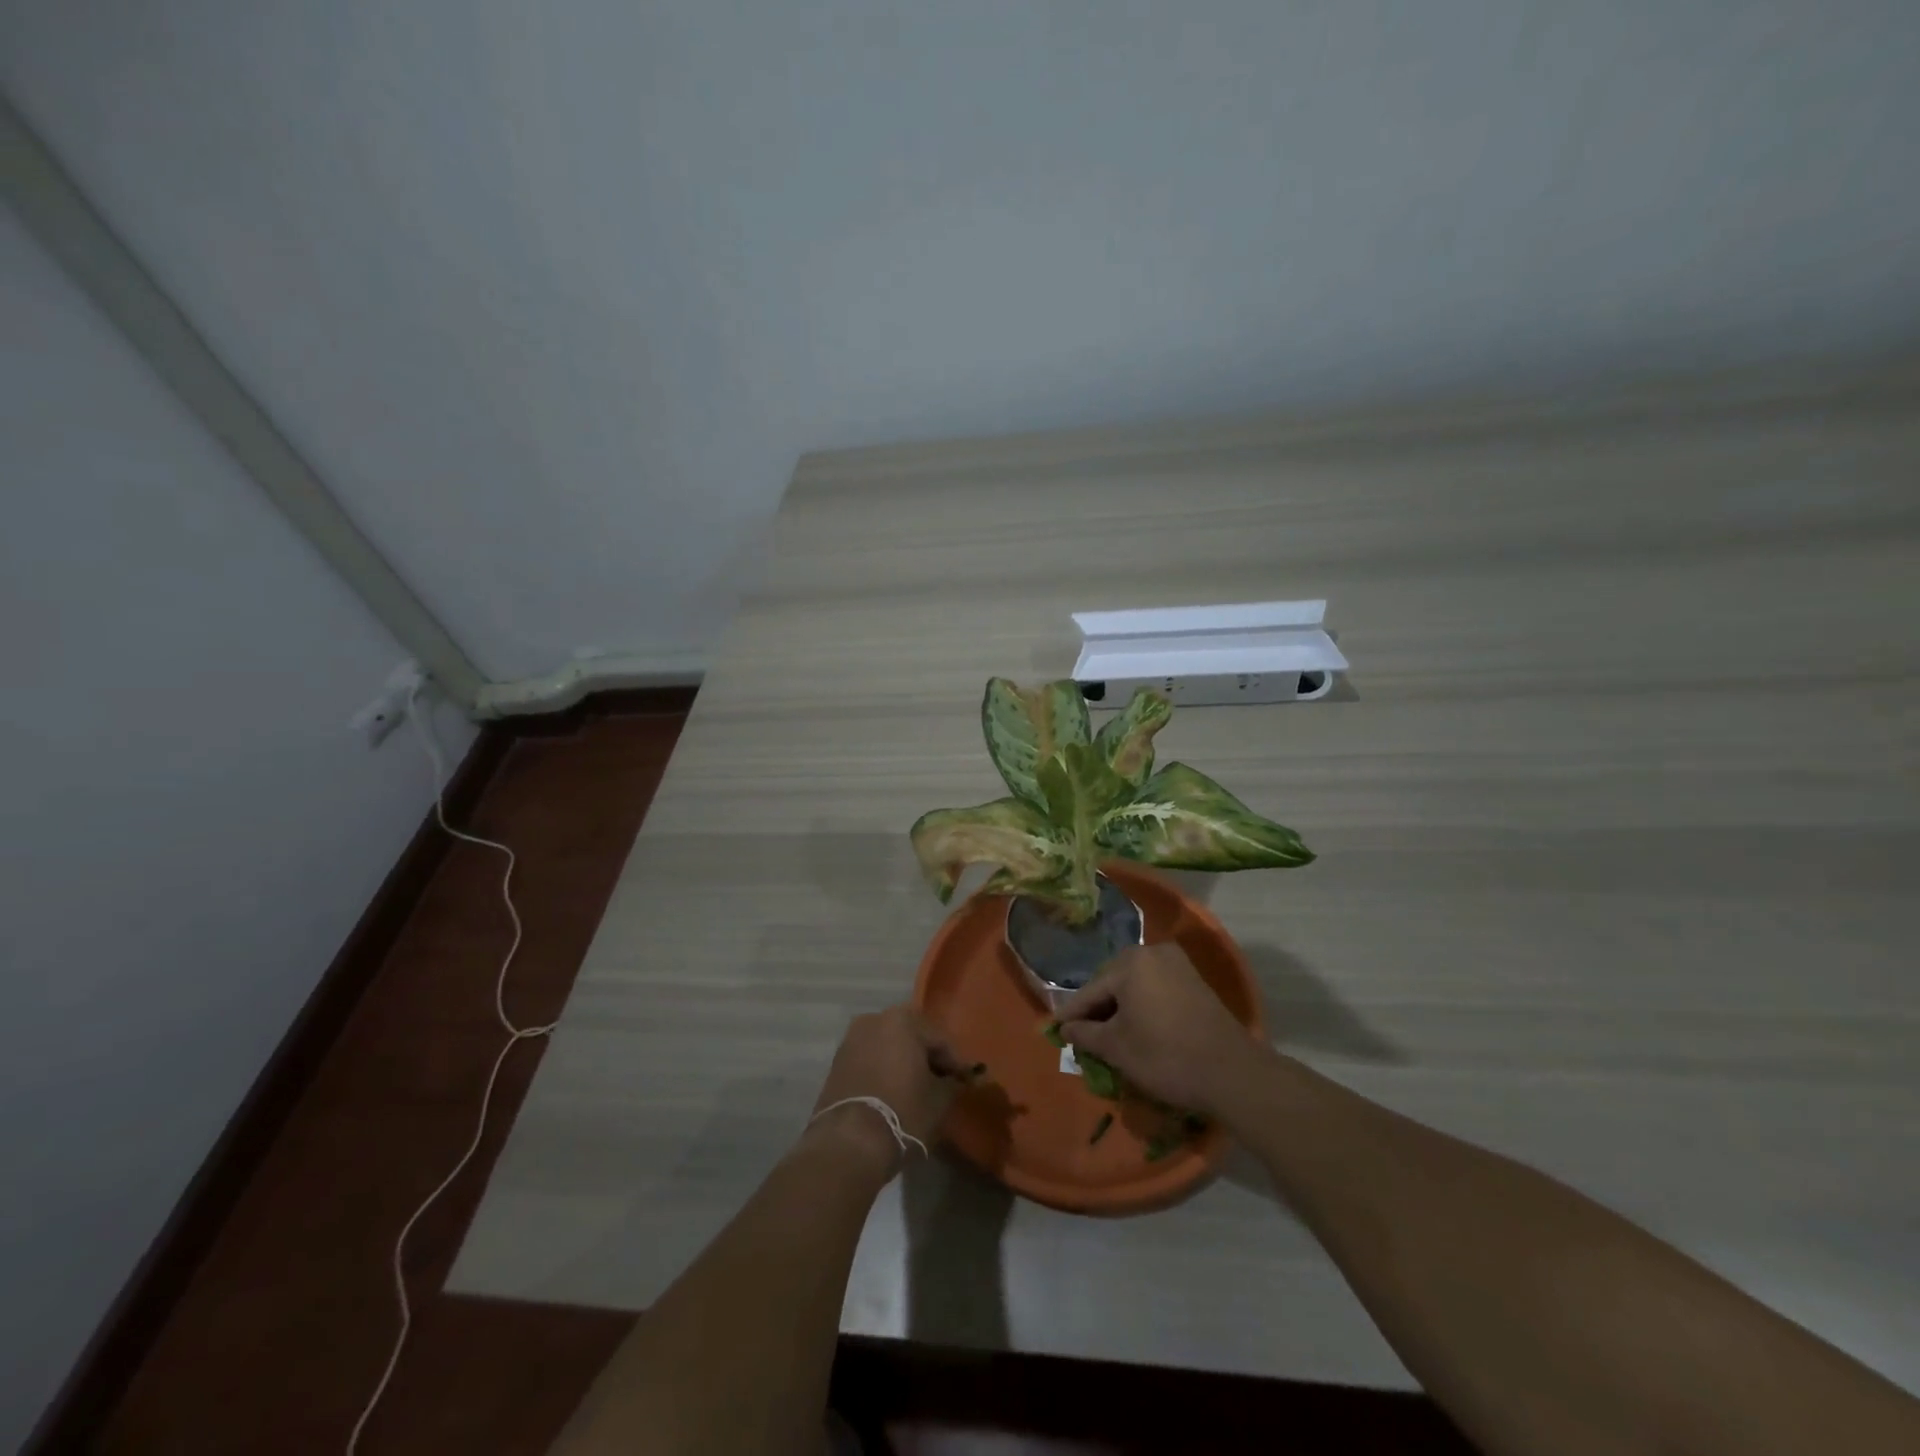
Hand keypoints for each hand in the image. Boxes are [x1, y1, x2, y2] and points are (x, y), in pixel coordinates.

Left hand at [806, 1005, 959, 1176]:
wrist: (848, 1144)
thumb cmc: (902, 1113)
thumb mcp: (939, 1100)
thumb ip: (953, 1083)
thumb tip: (958, 1079)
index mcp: (902, 1020)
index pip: (939, 1038)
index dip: (954, 1062)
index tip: (964, 1082)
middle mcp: (874, 1020)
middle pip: (911, 1037)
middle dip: (926, 1058)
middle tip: (941, 1083)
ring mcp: (851, 1040)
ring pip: (888, 1047)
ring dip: (903, 1063)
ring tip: (917, 1090)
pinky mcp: (836, 1063)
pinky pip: (870, 1060)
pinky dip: (883, 1071)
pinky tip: (893, 1093)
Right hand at [1056, 943, 1271, 1116]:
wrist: (1232, 1073)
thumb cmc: (1166, 1056)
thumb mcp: (1117, 1048)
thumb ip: (1085, 1034)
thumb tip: (1065, 1028)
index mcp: (1130, 962)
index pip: (1091, 990)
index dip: (1071, 1013)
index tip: (1053, 1028)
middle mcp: (1153, 952)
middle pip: (1113, 983)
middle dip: (1097, 1009)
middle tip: (1081, 1033)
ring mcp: (1177, 964)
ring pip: (1135, 986)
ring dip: (1120, 1008)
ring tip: (1106, 1034)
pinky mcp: (1194, 981)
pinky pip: (1156, 989)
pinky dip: (1142, 1006)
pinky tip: (1136, 1028)